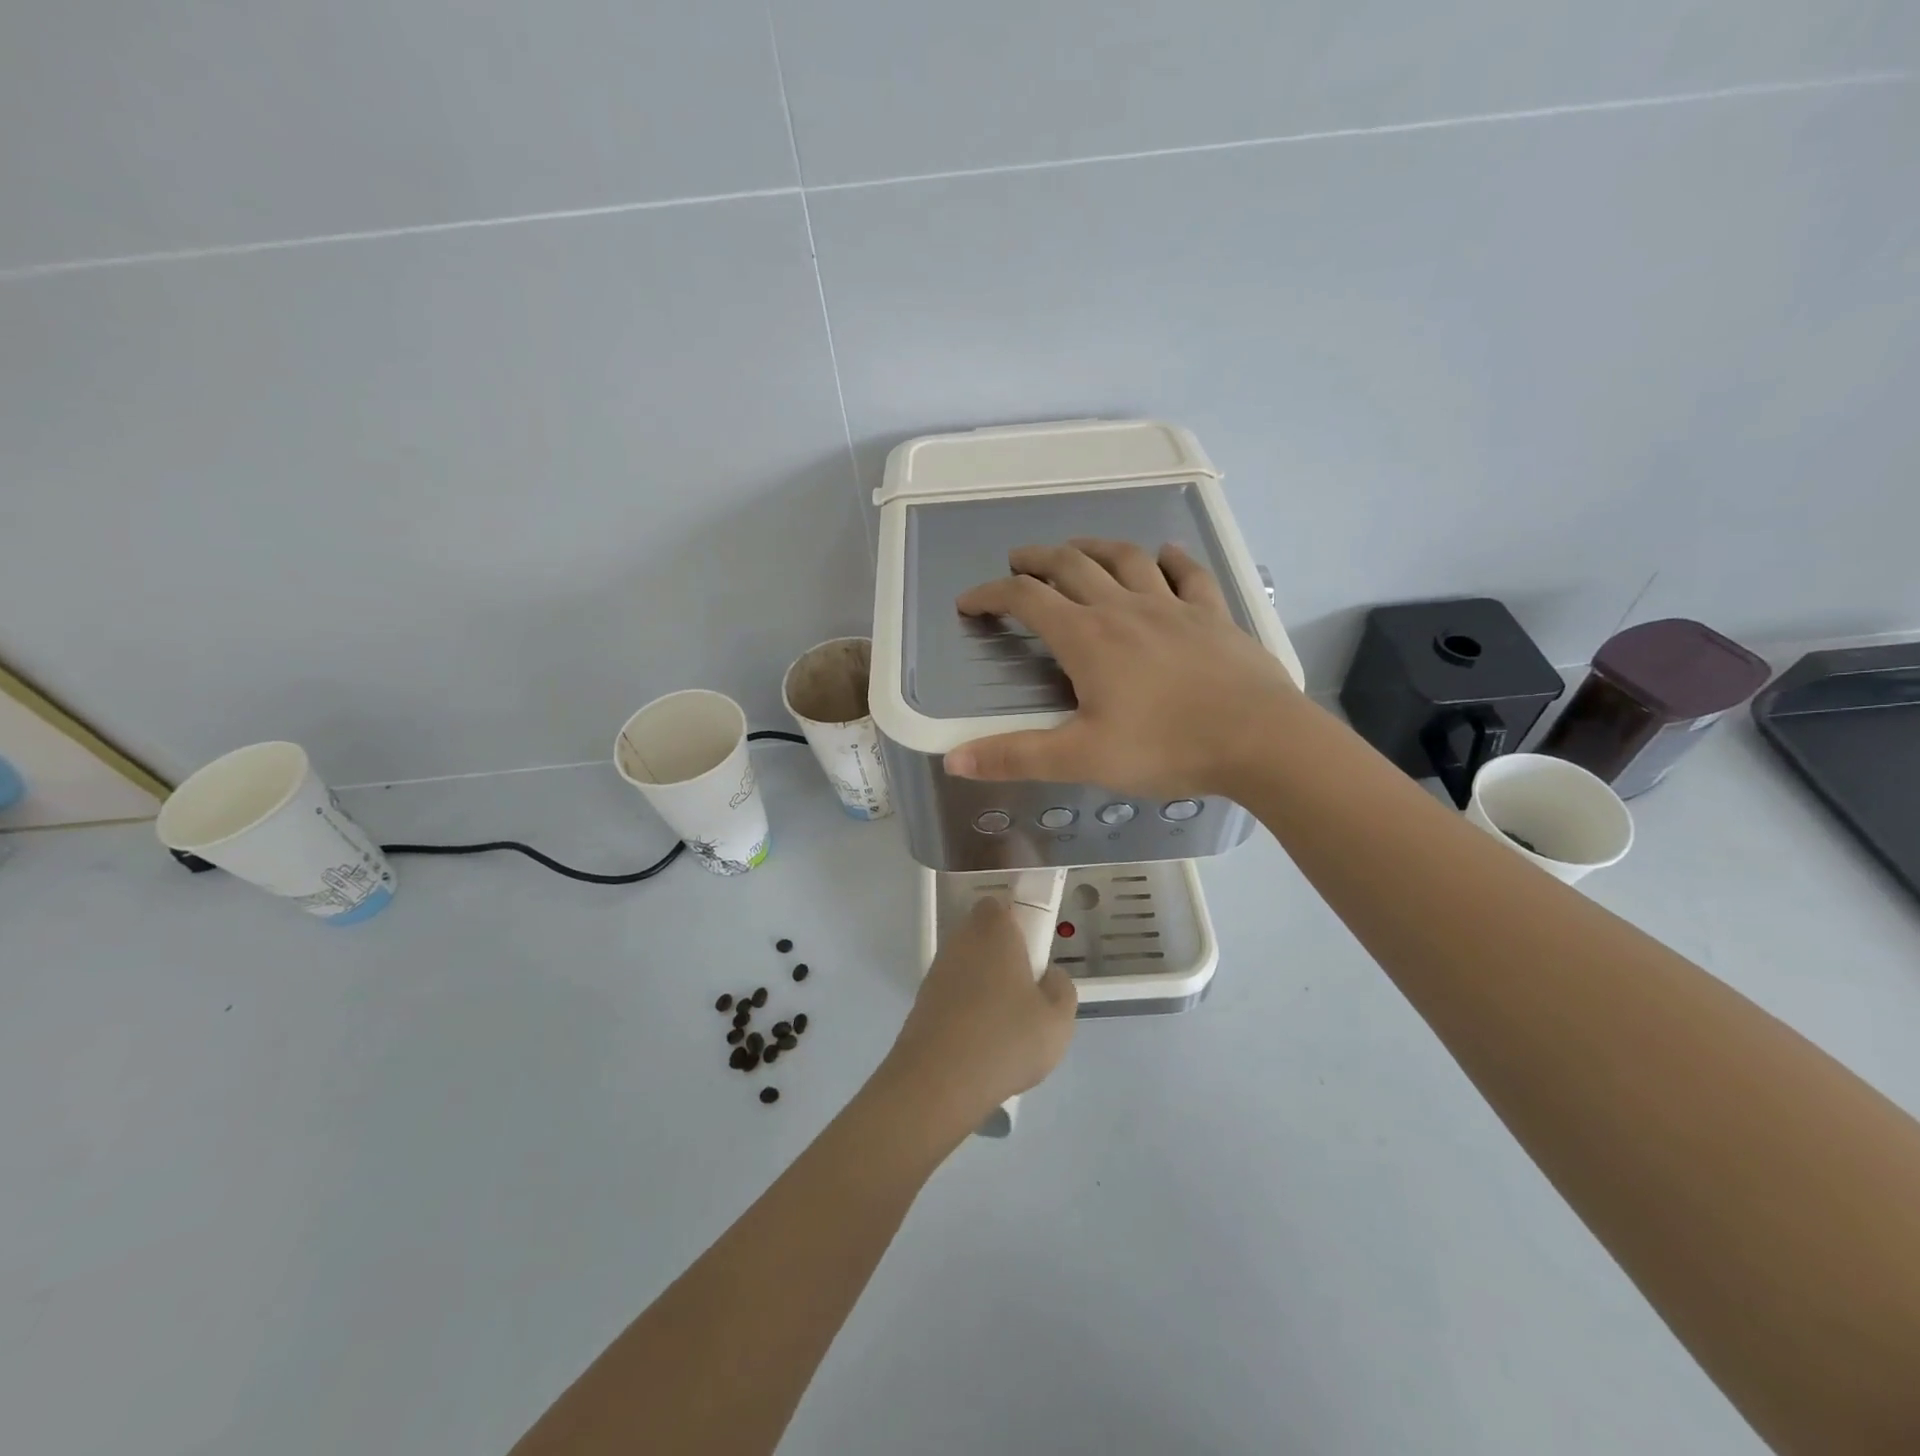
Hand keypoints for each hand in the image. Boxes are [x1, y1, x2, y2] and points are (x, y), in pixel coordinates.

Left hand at [880, 897, 1076, 1130]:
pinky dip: (968, 1009)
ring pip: (969, 966)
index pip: (1001, 906)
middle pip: (984, 936)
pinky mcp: (923, 1002)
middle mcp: (961, 941)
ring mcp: (937, 971)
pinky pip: (954, 994)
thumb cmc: (1005, 1038)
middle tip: (1028, 992)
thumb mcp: (1058, 1018)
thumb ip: (1061, 988)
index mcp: (994, 930)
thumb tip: (1048, 976)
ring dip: (986, 984)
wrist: (938, 1081)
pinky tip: (983, 1042)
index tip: (1036, 953)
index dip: (1019, 924)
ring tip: (1008, 1025)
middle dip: (1004, 956)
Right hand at [943, 539, 1301, 795]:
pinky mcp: (1212, 615)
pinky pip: (1188, 574)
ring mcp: (1172, 606)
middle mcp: (1124, 608)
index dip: (991, 596)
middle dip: (1037, 559)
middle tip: (1018, 561)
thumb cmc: (1165, 747)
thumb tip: (953, 759)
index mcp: (1087, 638)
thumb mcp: (1081, 758)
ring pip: (1126, 560)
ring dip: (1094, 547)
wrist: (1260, 739)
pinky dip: (1170, 559)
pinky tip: (1164, 555)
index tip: (969, 603)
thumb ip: (1015, 756)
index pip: (1026, 600)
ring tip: (1077, 549)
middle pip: (1072, 566)